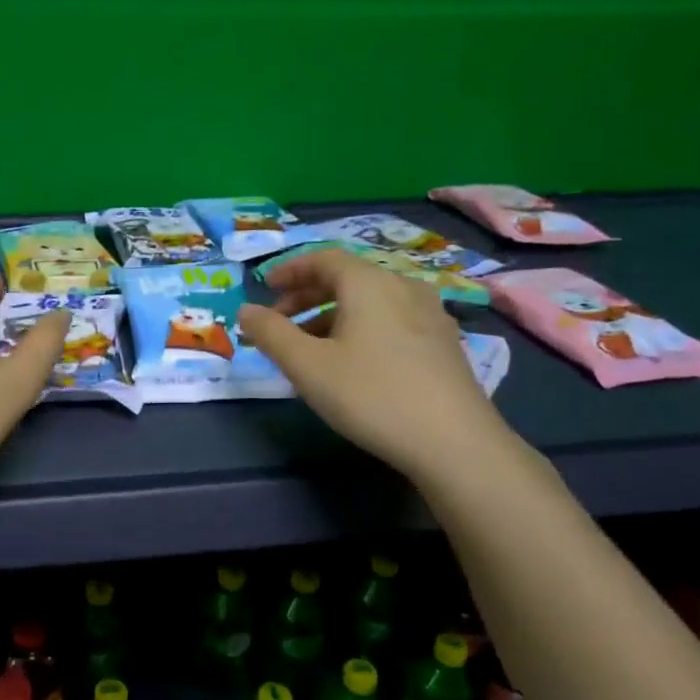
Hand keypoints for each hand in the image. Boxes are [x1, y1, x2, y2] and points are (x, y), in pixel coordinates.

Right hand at [238, 248, 515, 478]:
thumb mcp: (307, 366)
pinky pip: (391, 320)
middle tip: (280, 322)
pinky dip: (360, 328)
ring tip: (310, 349)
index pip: (324, 258)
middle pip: (348, 278)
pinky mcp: (443, 342)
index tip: (266, 288)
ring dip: (332, 315)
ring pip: (370, 301)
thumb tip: (246, 311)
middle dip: (308, 295)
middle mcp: (403, 286)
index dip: (290, 269)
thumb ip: (271, 334)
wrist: (453, 441)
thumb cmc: (371, 395)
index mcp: (369, 283)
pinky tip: (353, 362)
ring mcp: (430, 314)